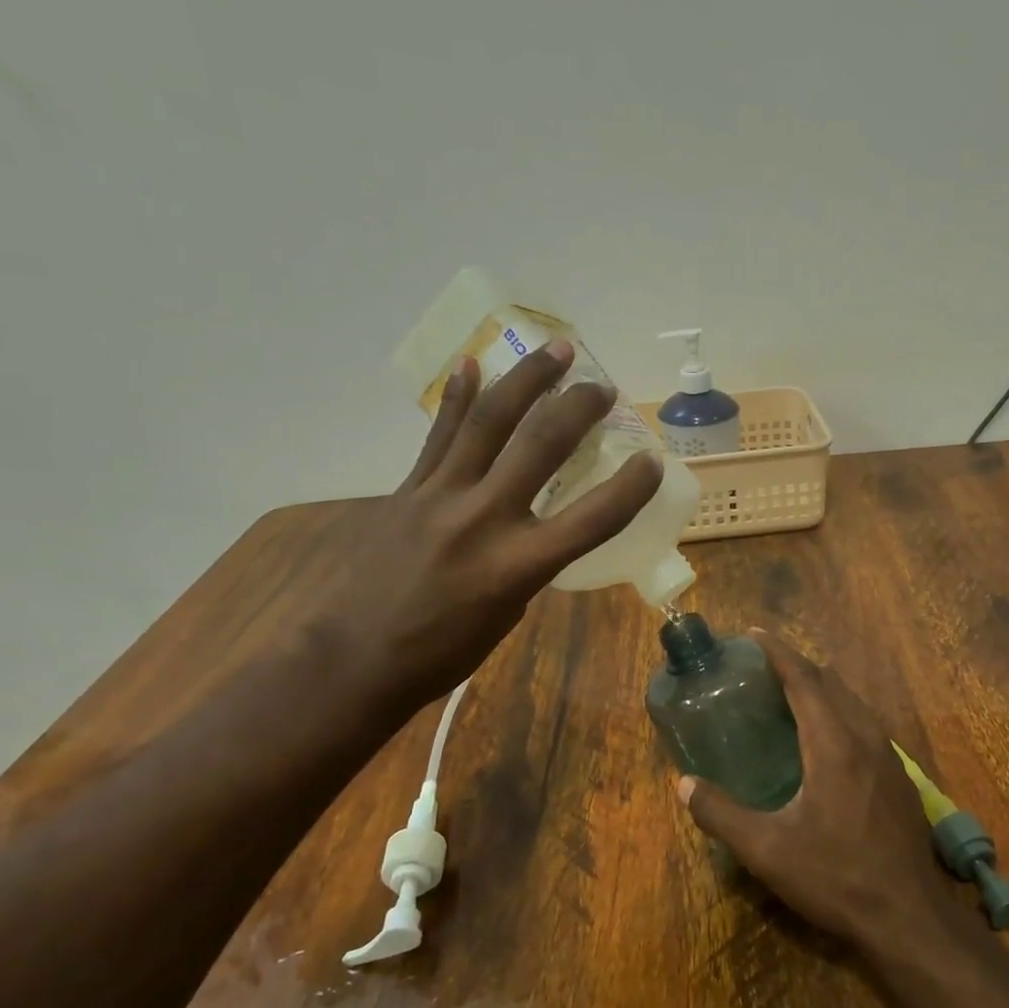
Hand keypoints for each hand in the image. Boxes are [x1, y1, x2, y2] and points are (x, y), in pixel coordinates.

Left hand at [310, 339, 661, 709]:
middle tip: (603, 387)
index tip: (653, 460)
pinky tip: (473, 364)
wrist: (356, 658)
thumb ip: (528, 564)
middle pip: (541, 446)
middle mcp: (485, 519)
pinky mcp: (408, 489)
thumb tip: (533, 528)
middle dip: (579, 408)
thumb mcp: (506, 614)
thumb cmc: (442, 653)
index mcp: (519, 566)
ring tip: (556, 350)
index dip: (631, 487)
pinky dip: (459, 398)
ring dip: (527, 380)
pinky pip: (440, 435)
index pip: (593, 518)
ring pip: (490, 422)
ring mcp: (441, 496)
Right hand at [676, 630, 961, 948]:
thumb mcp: (767, 850)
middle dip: (798, 666)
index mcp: (833, 743)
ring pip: (853, 703)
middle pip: (831, 683)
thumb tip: (683, 785)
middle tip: (764, 667)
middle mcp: (864, 738)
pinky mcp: (900, 778)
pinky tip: (826, 739)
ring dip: (822, 688)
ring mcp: (889, 757)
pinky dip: (840, 712)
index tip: (754, 633)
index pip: (804, 679)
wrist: (909, 916)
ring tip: (790, 695)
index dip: (778, 652)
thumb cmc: (836, 877)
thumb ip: (721, 814)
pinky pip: (866, 724)